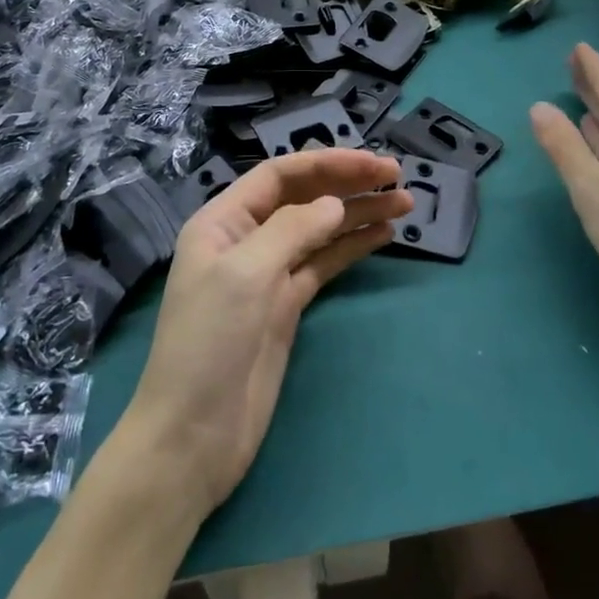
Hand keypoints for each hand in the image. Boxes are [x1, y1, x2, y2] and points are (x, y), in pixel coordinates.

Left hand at [119, 149, 410, 517]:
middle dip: (348, 184)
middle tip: (397, 177)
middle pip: (303, 198)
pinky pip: (324, 263)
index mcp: (223, 221)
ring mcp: (269, 274)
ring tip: (405, 203)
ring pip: (320, 230)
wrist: (194, 435)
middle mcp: (246, 239)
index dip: (326, 164)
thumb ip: (292, 230)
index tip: (371, 164)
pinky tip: (383, 235)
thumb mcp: (245, 274)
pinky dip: (352, 247)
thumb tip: (335, 206)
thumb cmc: (209, 343)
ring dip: (359, 214)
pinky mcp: (287, 306)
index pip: (280, 175)